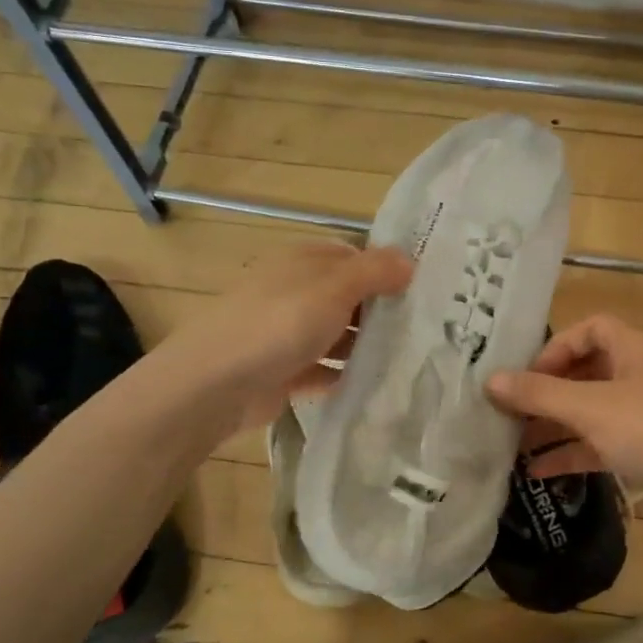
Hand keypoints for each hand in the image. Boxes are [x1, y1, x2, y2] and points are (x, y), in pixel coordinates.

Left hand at [163, 241, 412, 434]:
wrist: (216, 384)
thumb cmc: (279, 323)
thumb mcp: (334, 288)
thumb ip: (374, 271)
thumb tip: (408, 260)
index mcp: (302, 262)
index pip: (353, 256)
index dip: (386, 270)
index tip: (424, 290)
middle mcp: (294, 291)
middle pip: (347, 297)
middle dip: (380, 311)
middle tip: (426, 328)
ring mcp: (285, 333)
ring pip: (336, 335)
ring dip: (364, 346)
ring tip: (409, 359)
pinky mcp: (283, 371)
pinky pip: (322, 370)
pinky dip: (343, 376)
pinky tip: (374, 385)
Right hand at [486, 314, 642, 538]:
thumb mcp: (589, 408)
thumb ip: (538, 394)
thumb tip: (489, 381)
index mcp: (635, 349)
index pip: (591, 329)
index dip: (556, 347)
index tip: (527, 376)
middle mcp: (642, 375)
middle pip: (587, 371)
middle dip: (548, 391)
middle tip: (510, 411)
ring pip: (592, 411)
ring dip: (555, 425)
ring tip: (513, 443)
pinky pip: (602, 444)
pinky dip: (573, 453)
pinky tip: (539, 472)